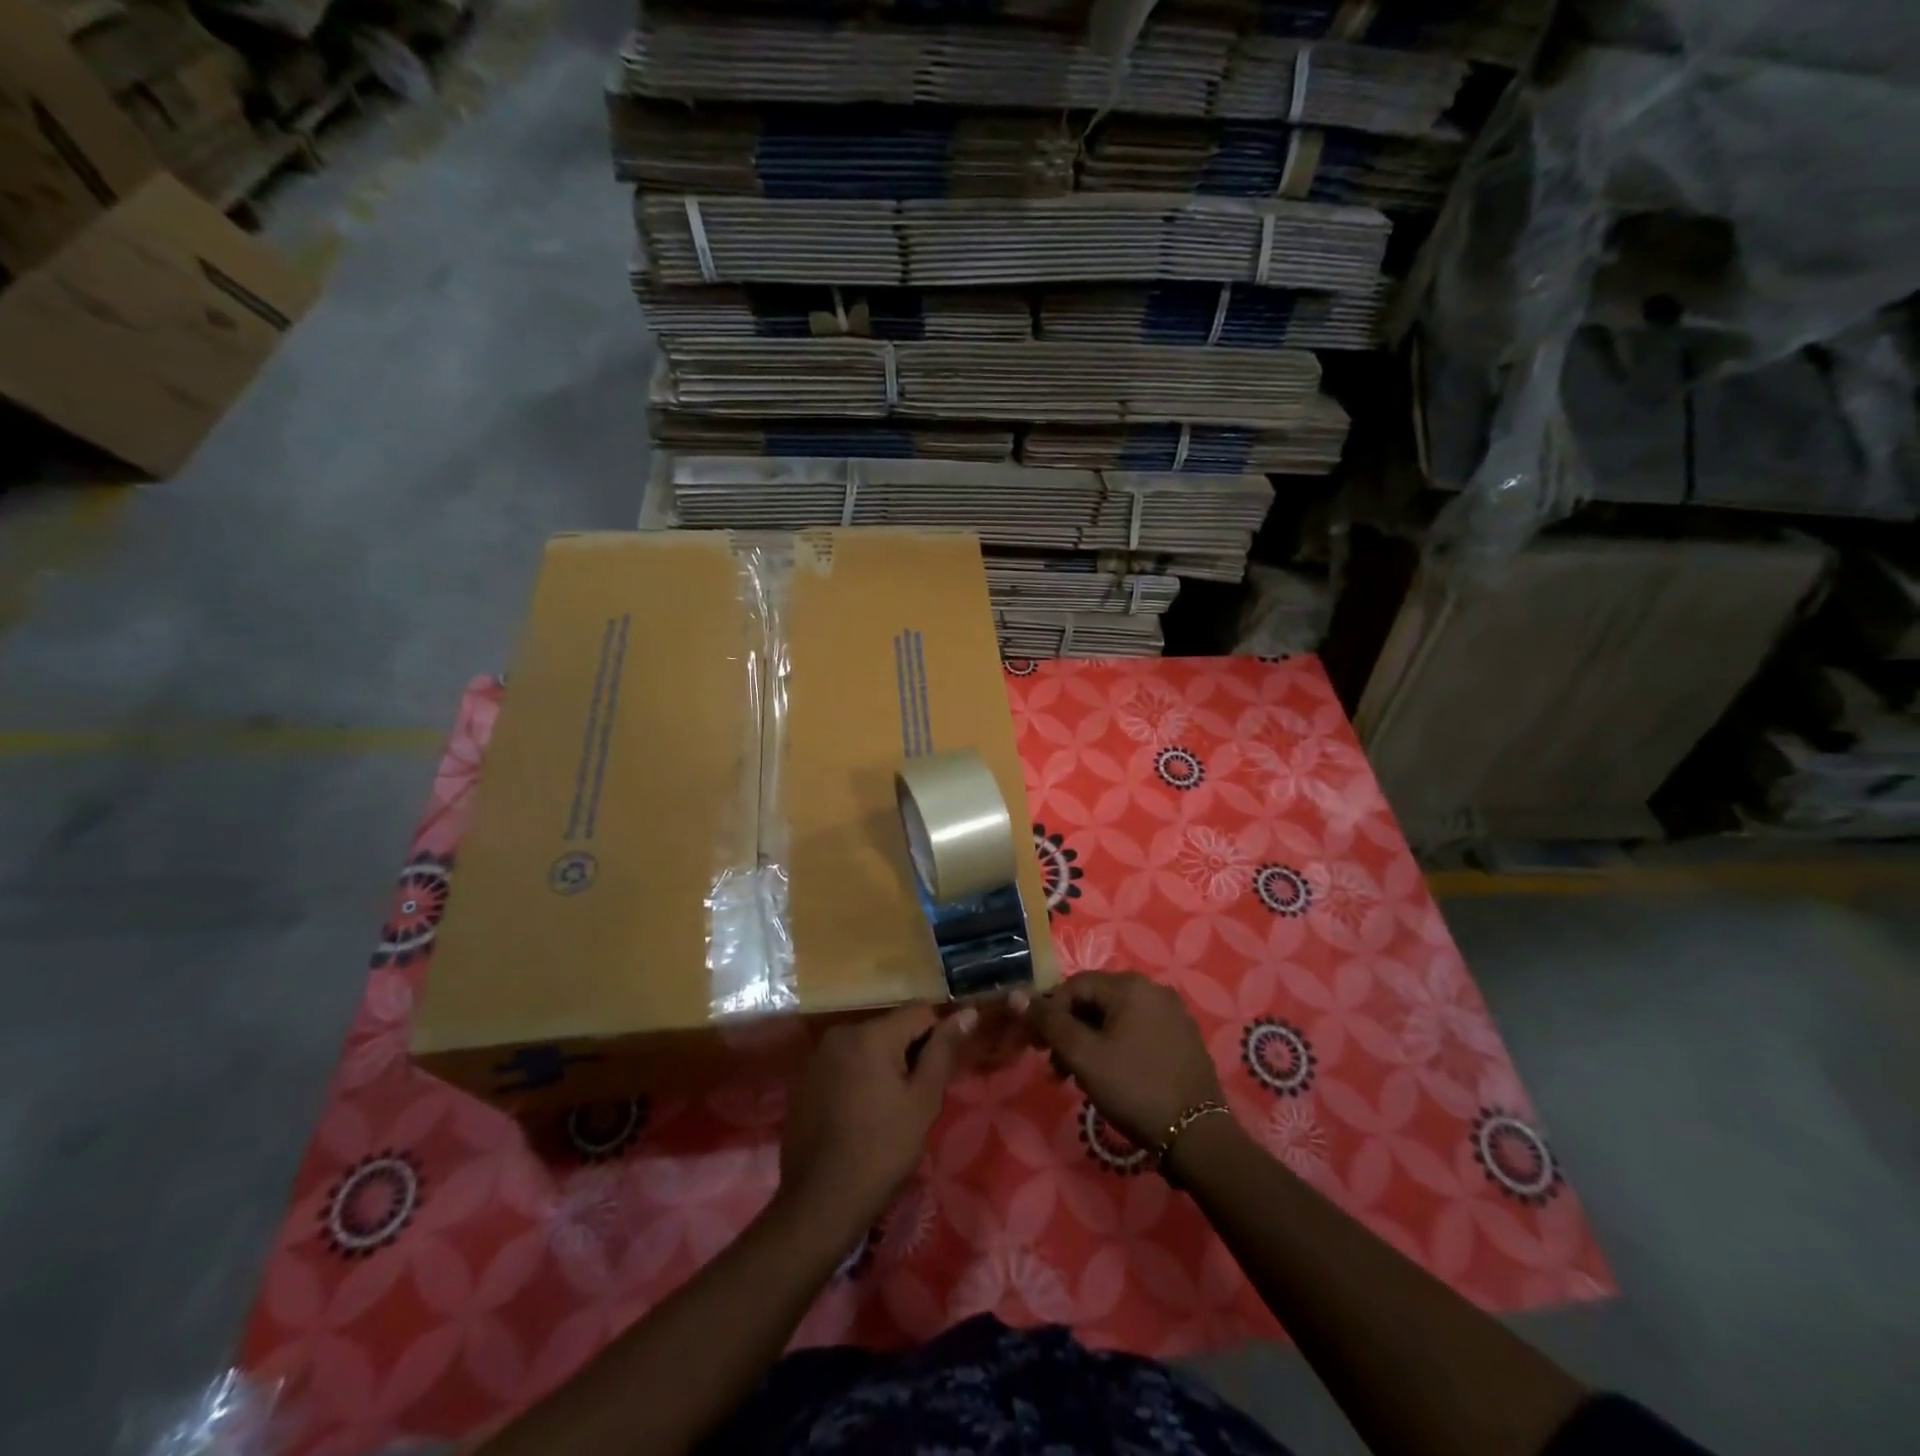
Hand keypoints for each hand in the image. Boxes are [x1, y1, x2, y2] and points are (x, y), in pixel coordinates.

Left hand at [779, 1003, 975, 1236]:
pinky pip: (844, 1063)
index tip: (936, 1076)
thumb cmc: (882, 1149)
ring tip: (886, 1109)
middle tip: (914, 1098)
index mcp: (872, 1033)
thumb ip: (944, 1050)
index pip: (920, 1012)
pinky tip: (859, 1114)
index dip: (936, 1039)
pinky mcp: (804, 1078)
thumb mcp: (923, 1100)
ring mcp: (818, 1055)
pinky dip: (857, 1077)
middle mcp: (842, 1033)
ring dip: (882, 1065)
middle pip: (891, 1027)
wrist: (820, 1201)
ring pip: (867, 1046)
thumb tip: (968, 1012)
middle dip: (908, 1053)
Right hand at [1022, 971, 1222, 1150]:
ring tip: (1077, 1078)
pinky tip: (1110, 1077)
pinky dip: (1116, 1047)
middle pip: (1095, 1001)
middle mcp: (1154, 990)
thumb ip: (1049, 1022)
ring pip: (1116, 1019)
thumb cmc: (1133, 1088)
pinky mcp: (1183, 1039)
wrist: (1197, 1136)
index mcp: (1130, 986)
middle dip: (1069, 1031)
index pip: (1074, 986)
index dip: (1049, 1012)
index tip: (1035, 1045)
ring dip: (1090, 1043)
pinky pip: (1138, 1032)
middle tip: (1054, 1068)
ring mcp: (1173, 1014)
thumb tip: (1017, 996)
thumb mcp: (1083, 1056)